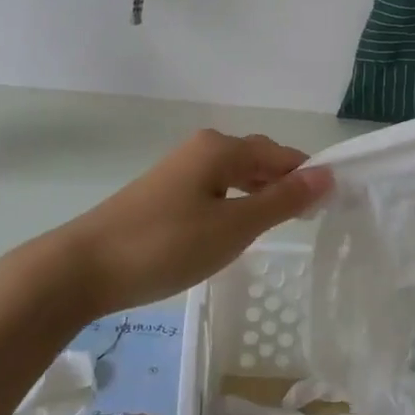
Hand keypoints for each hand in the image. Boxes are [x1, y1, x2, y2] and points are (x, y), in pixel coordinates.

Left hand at [47, 131, 332, 320]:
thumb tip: (327, 174)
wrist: (84, 267)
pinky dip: (234, 205)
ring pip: (235, 176)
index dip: (308, 177)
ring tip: (278, 228)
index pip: (282, 154)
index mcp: (221, 148)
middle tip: (307, 223)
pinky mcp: (164, 192)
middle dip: (285, 185)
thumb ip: (282, 200)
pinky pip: (214, 189)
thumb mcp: (233, 226)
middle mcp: (202, 148)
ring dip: (260, 197)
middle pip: (258, 159)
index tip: (330, 209)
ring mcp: (179, 170)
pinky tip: (234, 230)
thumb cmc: (167, 244)